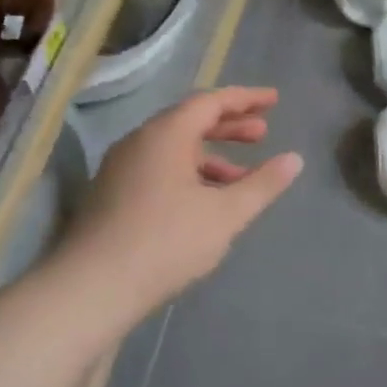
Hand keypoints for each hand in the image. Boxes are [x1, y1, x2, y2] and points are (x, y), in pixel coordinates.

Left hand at [63, 87, 300, 307]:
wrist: (92, 288)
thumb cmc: (166, 242)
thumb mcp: (226, 214)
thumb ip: (263, 184)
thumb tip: (294, 159)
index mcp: (166, 134)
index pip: (210, 101)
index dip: (245, 99)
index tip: (274, 100)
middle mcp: (140, 142)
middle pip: (190, 121)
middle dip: (229, 126)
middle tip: (262, 134)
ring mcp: (121, 169)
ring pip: (174, 150)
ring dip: (211, 157)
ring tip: (242, 178)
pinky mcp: (112, 195)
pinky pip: (159, 169)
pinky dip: (190, 175)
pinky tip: (206, 204)